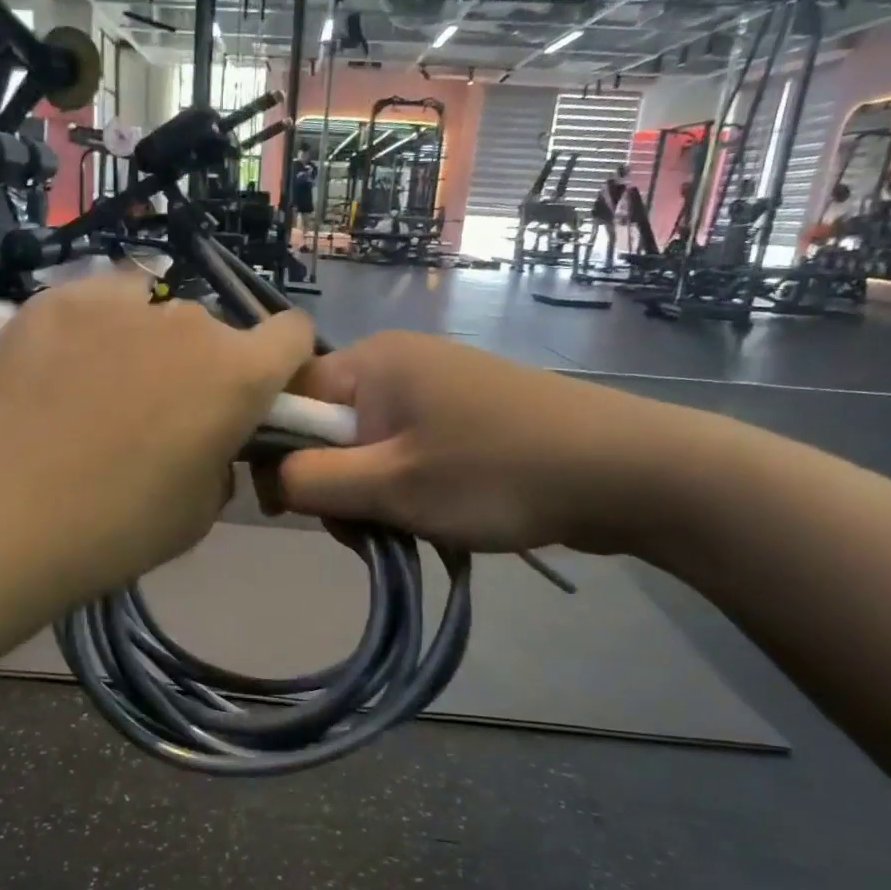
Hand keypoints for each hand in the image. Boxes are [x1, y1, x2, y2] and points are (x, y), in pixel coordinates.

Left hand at [0, 273, 315, 598]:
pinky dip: (92, 330)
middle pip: (213, 331)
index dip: (281, 363)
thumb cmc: (114, 528)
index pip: (292, 334)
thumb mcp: (199, 513)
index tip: (254, 396)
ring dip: (146, 342)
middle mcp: (188, 322)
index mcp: (237, 374)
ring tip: (99, 388)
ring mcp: (117, 301)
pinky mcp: (54, 298)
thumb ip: (222, 460)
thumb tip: (209, 439)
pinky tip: (56, 372)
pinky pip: (95, 303)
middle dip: (200, 366)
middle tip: (157, 414)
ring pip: (153, 310)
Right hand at [271, 331, 696, 554]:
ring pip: (367, 449)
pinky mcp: (463, 417)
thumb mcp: (389, 485)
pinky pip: (405, 453)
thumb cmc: (494, 473)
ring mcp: (434, 390)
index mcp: (371, 361)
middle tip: (365, 527)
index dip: (278, 451)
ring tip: (406, 528)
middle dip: (333, 484)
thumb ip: (310, 479)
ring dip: (371, 495)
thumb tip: (268, 477)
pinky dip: (405, 489)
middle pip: (327, 428)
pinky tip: (432, 519)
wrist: (622, 471)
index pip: (288, 397)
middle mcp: (397, 364)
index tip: (295, 506)